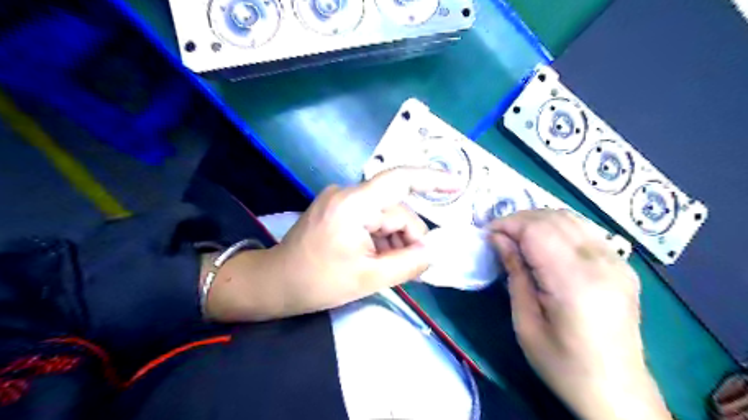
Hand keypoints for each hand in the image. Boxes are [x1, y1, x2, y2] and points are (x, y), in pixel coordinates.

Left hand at [206, 168, 458, 320]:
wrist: (275, 283)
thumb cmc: (317, 282)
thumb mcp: (368, 278)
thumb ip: (407, 263)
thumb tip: (432, 251)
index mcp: (353, 204)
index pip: (399, 180)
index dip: (432, 179)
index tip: (457, 184)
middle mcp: (348, 194)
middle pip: (395, 209)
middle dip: (407, 238)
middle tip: (411, 268)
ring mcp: (341, 200)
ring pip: (385, 216)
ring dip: (393, 241)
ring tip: (386, 268)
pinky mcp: (338, 209)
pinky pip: (371, 219)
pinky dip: (380, 238)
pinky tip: (375, 258)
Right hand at [491, 210, 671, 419]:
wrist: (616, 391)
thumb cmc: (562, 364)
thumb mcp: (525, 323)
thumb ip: (514, 274)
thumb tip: (497, 239)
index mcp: (574, 282)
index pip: (537, 230)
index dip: (508, 224)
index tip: (487, 235)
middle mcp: (601, 263)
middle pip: (554, 218)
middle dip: (519, 219)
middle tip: (498, 236)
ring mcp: (617, 261)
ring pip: (570, 218)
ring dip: (538, 220)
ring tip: (517, 237)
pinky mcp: (622, 265)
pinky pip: (585, 229)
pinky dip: (558, 227)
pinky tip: (545, 242)